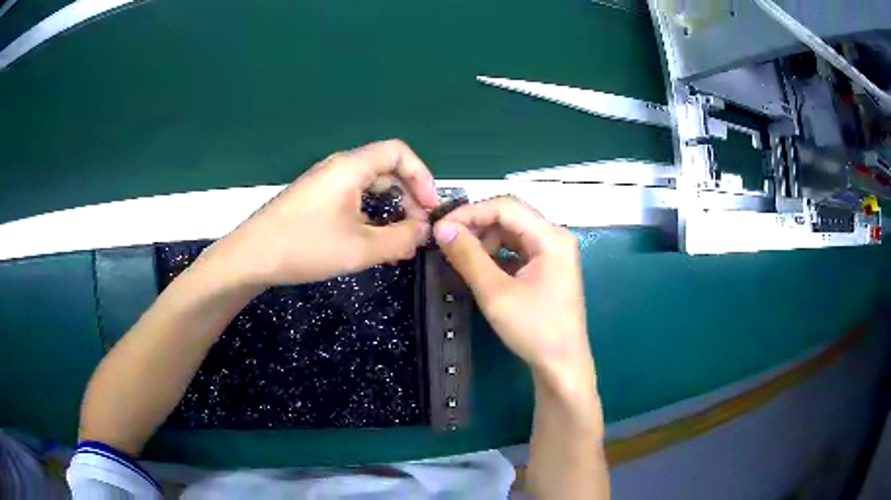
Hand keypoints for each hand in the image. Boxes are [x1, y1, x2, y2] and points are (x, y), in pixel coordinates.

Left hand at [210, 140, 439, 286]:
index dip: (422, 176)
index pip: (399, 152)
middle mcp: (339, 168)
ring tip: (402, 241)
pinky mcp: (316, 200)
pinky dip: (371, 215)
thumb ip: (400, 239)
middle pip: (387, 169)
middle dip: (409, 196)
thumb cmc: (305, 247)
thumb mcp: (359, 248)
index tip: (430, 208)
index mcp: (351, 167)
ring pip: (370, 187)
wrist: (251, 257)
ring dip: (391, 210)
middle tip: (419, 229)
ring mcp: (325, 183)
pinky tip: (376, 242)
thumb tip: (425, 232)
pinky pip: (353, 199)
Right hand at [432, 196, 594, 387]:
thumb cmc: (534, 330)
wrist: (561, 366)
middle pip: (510, 216)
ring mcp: (552, 253)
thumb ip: (468, 256)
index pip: (506, 207)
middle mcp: (555, 238)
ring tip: (460, 255)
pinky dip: (495, 253)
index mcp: (551, 237)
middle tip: (447, 240)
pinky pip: (516, 250)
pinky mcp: (547, 269)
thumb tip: (442, 228)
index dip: (470, 212)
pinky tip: (478, 266)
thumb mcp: (496, 293)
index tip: (441, 228)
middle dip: (476, 224)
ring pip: (512, 232)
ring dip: (484, 238)